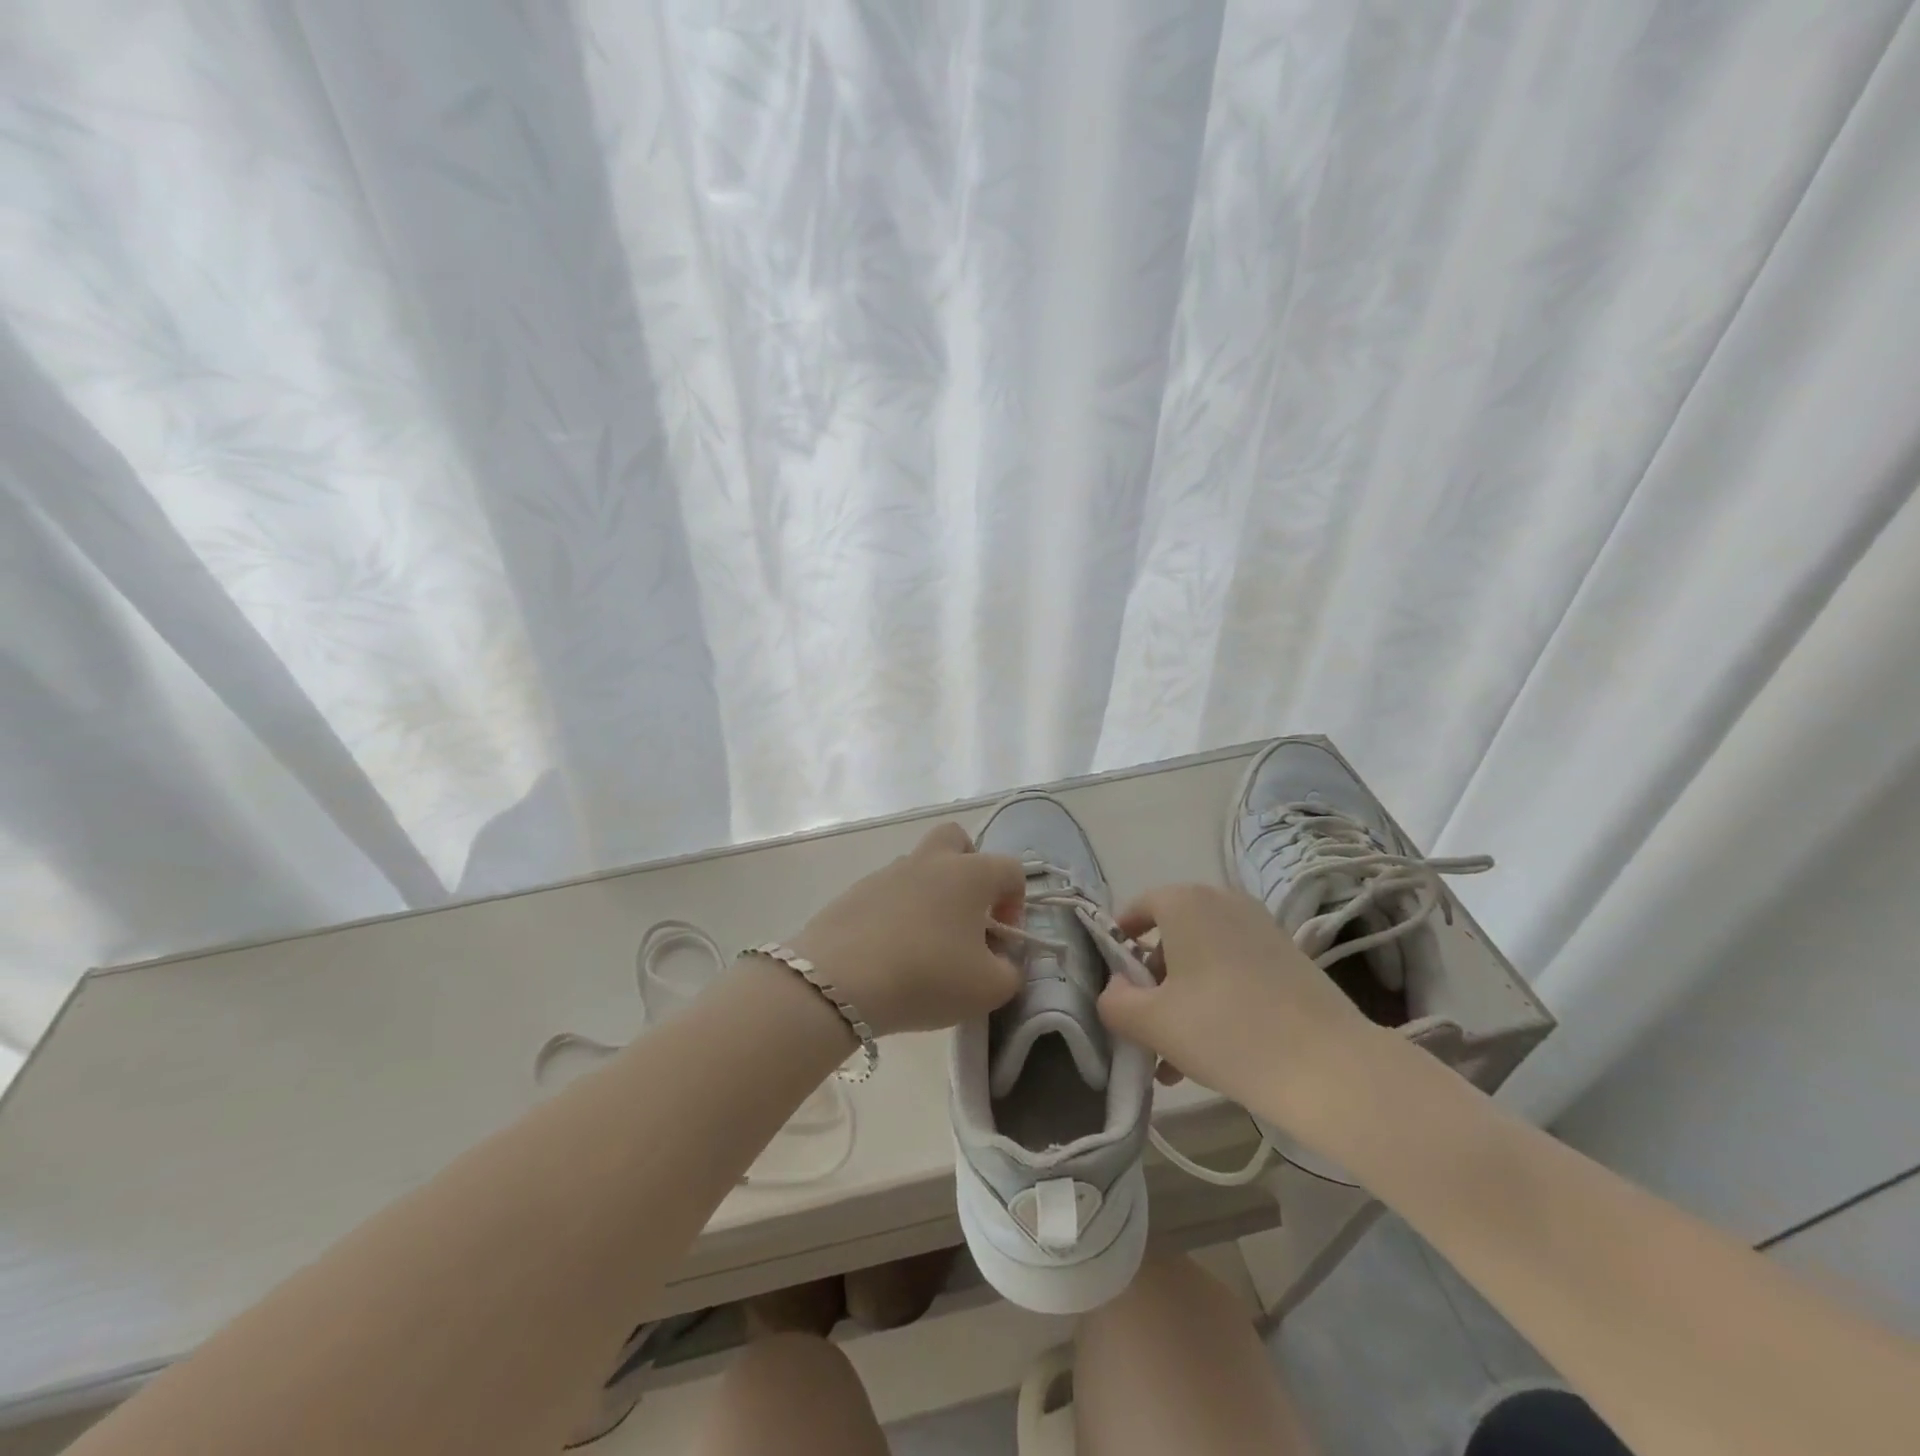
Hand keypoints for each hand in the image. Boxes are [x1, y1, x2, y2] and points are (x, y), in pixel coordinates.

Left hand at [790, 823, 1026, 1036]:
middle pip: (956, 840)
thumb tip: (1002, 960)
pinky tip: (890, 952)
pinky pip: (887, 893)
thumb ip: (1010, 971)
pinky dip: (896, 913)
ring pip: (919, 868)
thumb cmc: (926, 976)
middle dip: (969, 868)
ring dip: (930, 894)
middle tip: (967, 913)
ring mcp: (887, 873)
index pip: (1011, 869)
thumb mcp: (989, 989)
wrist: (838, 982)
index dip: (1016, 903)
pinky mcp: (854, 892)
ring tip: (925, 944)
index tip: (1001, 940)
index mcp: (970, 874)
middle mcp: (930, 861)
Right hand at [1096, 883, 1390, 1135]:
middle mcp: (1223, 901)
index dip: (1117, 945)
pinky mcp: (1289, 957)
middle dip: (1152, 985)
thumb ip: (1115, 1001)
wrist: (1331, 1069)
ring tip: (1174, 1060)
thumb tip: (1115, 988)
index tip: (1113, 985)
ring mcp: (1261, 928)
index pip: (1137, 909)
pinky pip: (1234, 970)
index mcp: (1186, 902)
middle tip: (1144, 1030)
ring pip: (1202, 959)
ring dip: (1181, 1000)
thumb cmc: (1226, 1031)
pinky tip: (1212, 1053)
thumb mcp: (1152, 1022)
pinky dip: (1215, 1000)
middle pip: (1170, 938)